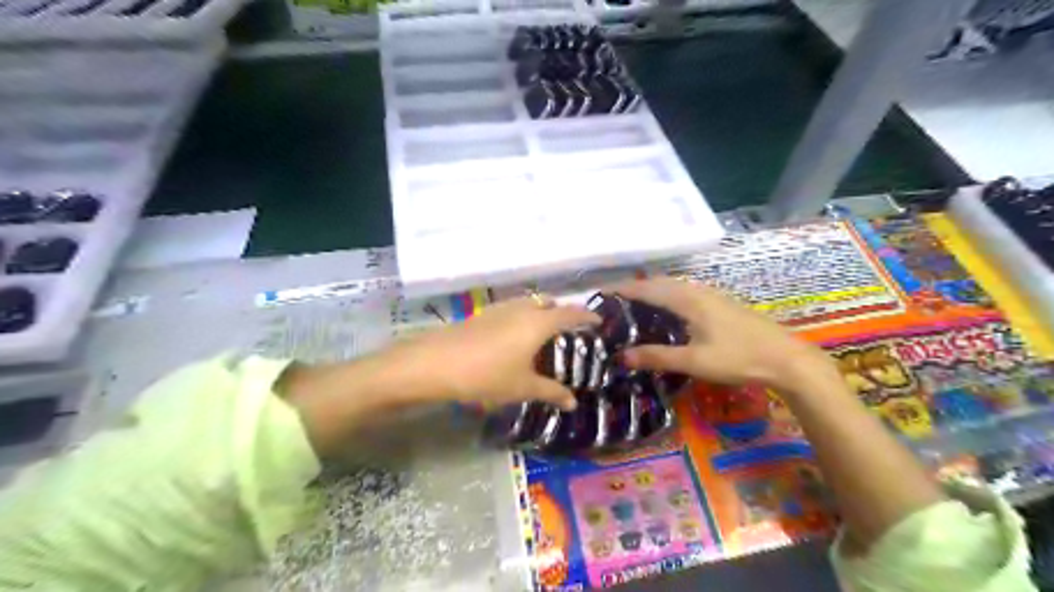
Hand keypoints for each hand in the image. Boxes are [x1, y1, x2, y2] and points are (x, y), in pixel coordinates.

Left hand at [377, 298, 600, 408]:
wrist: (434, 363)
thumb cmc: (486, 374)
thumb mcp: (522, 387)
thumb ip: (551, 392)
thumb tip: (573, 402)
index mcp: (538, 322)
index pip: (571, 313)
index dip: (587, 315)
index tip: (598, 321)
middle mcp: (522, 308)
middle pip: (549, 302)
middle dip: (562, 311)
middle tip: (569, 331)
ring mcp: (500, 308)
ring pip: (528, 303)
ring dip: (540, 312)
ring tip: (542, 335)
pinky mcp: (482, 314)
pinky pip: (512, 309)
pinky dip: (522, 316)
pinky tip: (514, 338)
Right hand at [616, 278, 835, 397]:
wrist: (786, 358)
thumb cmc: (738, 358)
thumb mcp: (694, 361)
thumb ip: (657, 357)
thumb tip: (621, 356)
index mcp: (688, 300)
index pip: (647, 288)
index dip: (623, 290)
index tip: (600, 294)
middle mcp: (698, 291)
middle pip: (659, 282)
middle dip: (635, 288)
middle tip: (614, 303)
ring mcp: (712, 295)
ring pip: (674, 286)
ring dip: (652, 290)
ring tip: (634, 305)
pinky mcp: (721, 303)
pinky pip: (685, 291)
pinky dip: (668, 295)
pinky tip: (668, 311)